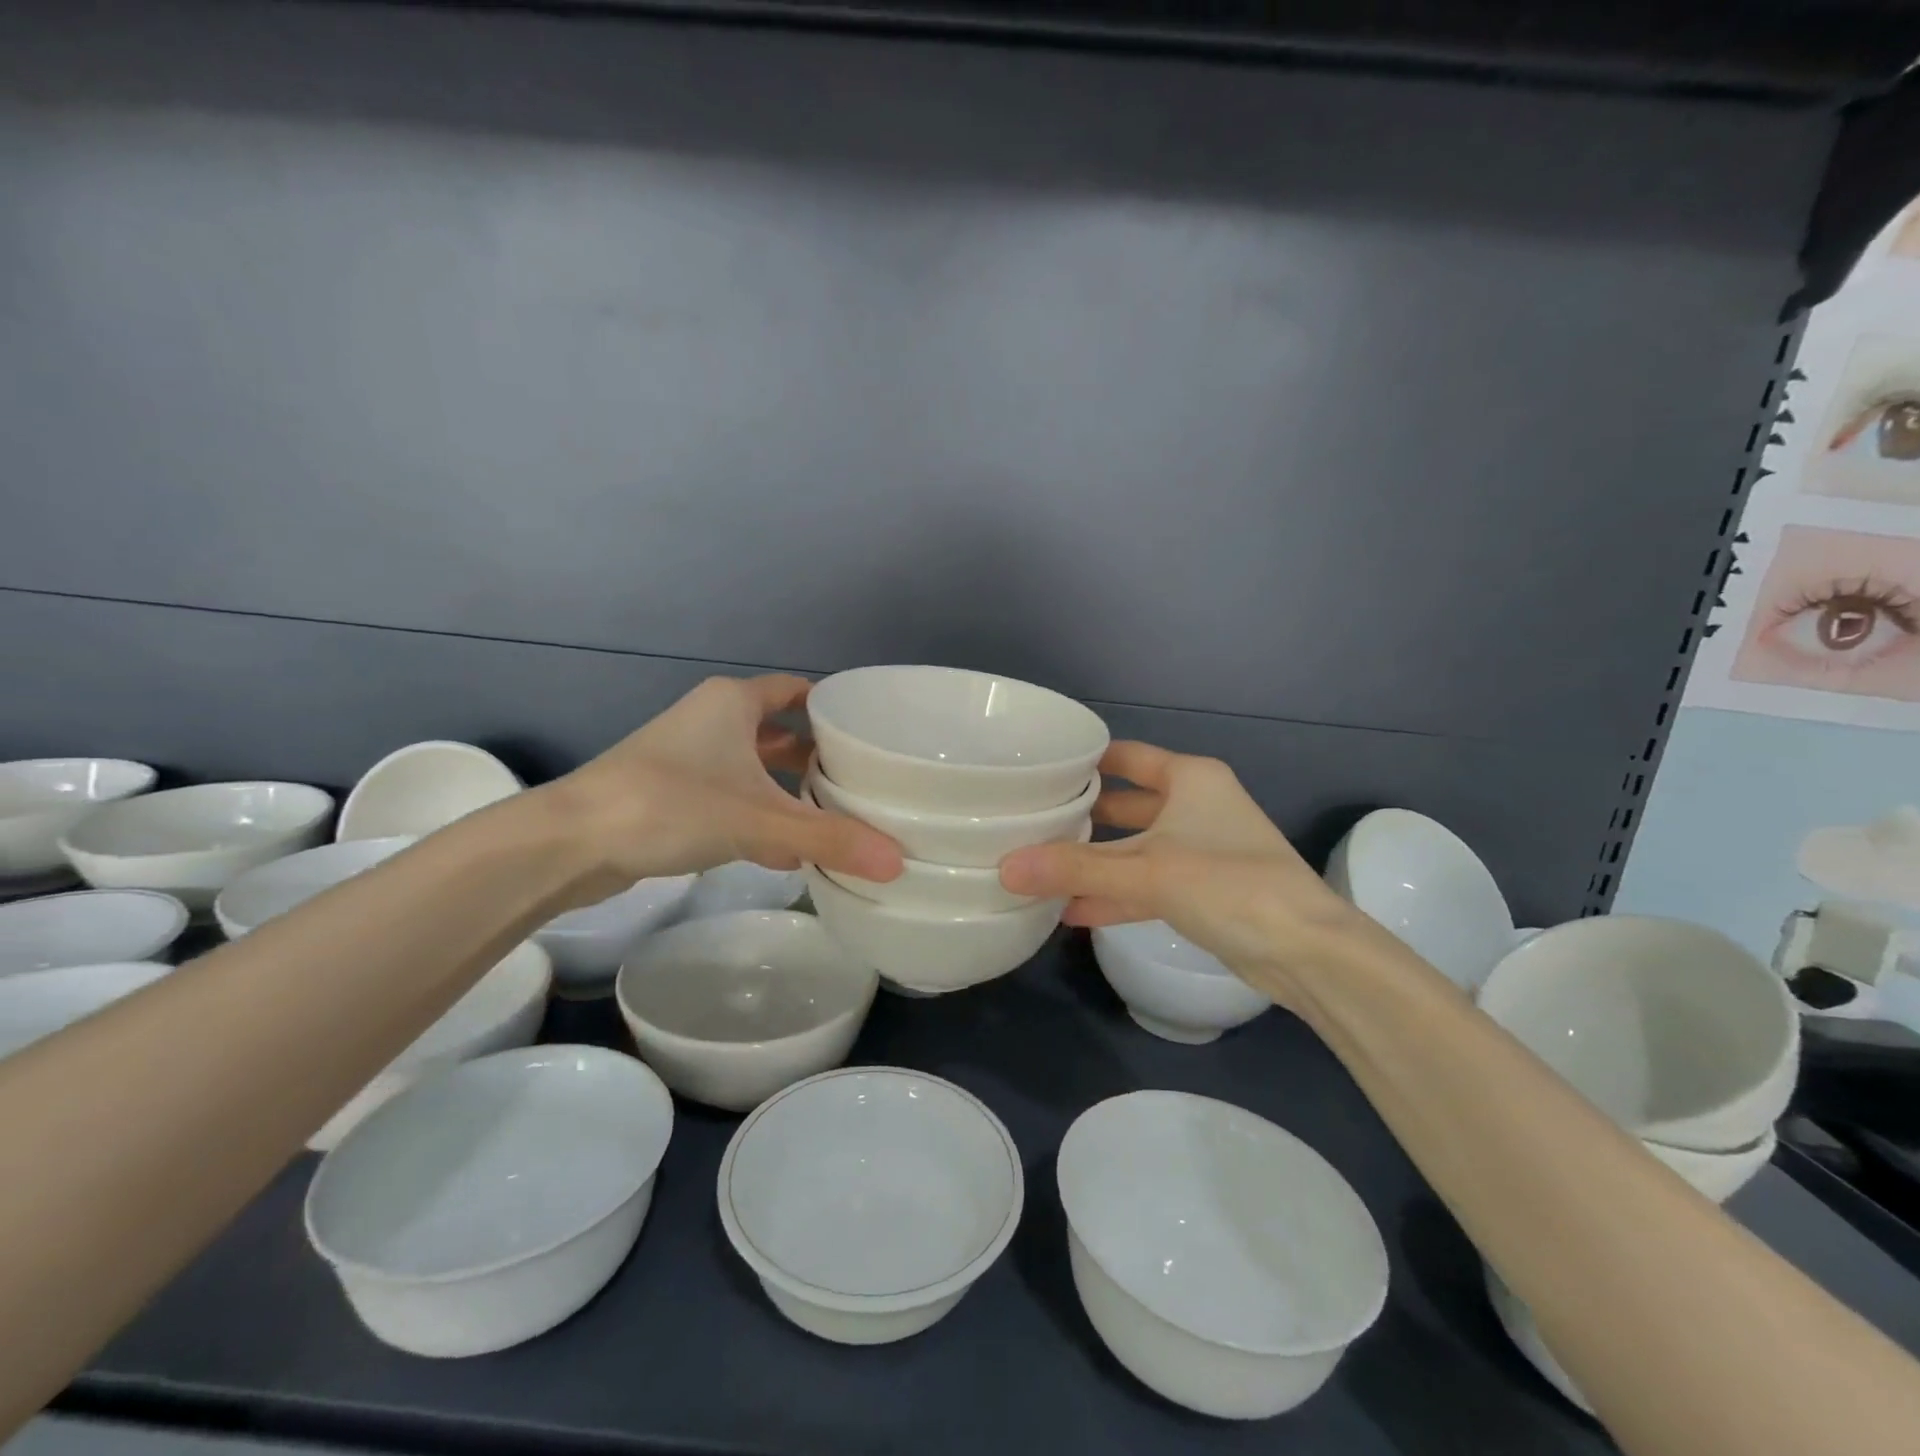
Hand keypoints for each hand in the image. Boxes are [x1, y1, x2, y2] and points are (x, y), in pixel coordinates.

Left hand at [539, 675, 903, 903]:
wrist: (570, 843)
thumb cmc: (670, 805)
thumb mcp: (759, 821)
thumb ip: (829, 839)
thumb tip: (899, 862)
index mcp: (732, 703)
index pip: (797, 692)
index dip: (833, 708)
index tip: (870, 734)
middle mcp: (711, 720)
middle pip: (778, 732)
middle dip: (816, 757)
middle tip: (862, 782)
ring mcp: (686, 757)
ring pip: (753, 767)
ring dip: (787, 790)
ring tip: (833, 816)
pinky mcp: (669, 794)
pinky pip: (730, 796)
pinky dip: (758, 814)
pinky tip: (786, 850)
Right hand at [997, 741, 1367, 1003]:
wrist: (1307, 952)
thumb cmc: (1230, 884)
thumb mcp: (1148, 871)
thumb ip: (1076, 869)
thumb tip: (1004, 868)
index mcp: (1190, 778)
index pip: (1124, 757)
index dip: (1082, 762)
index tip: (1036, 772)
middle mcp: (1195, 806)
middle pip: (1124, 805)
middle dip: (1080, 818)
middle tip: (1026, 824)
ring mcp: (1198, 850)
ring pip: (1133, 849)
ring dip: (1093, 863)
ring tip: (1038, 870)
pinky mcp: (1201, 891)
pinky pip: (1146, 884)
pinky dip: (1113, 895)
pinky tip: (1070, 910)